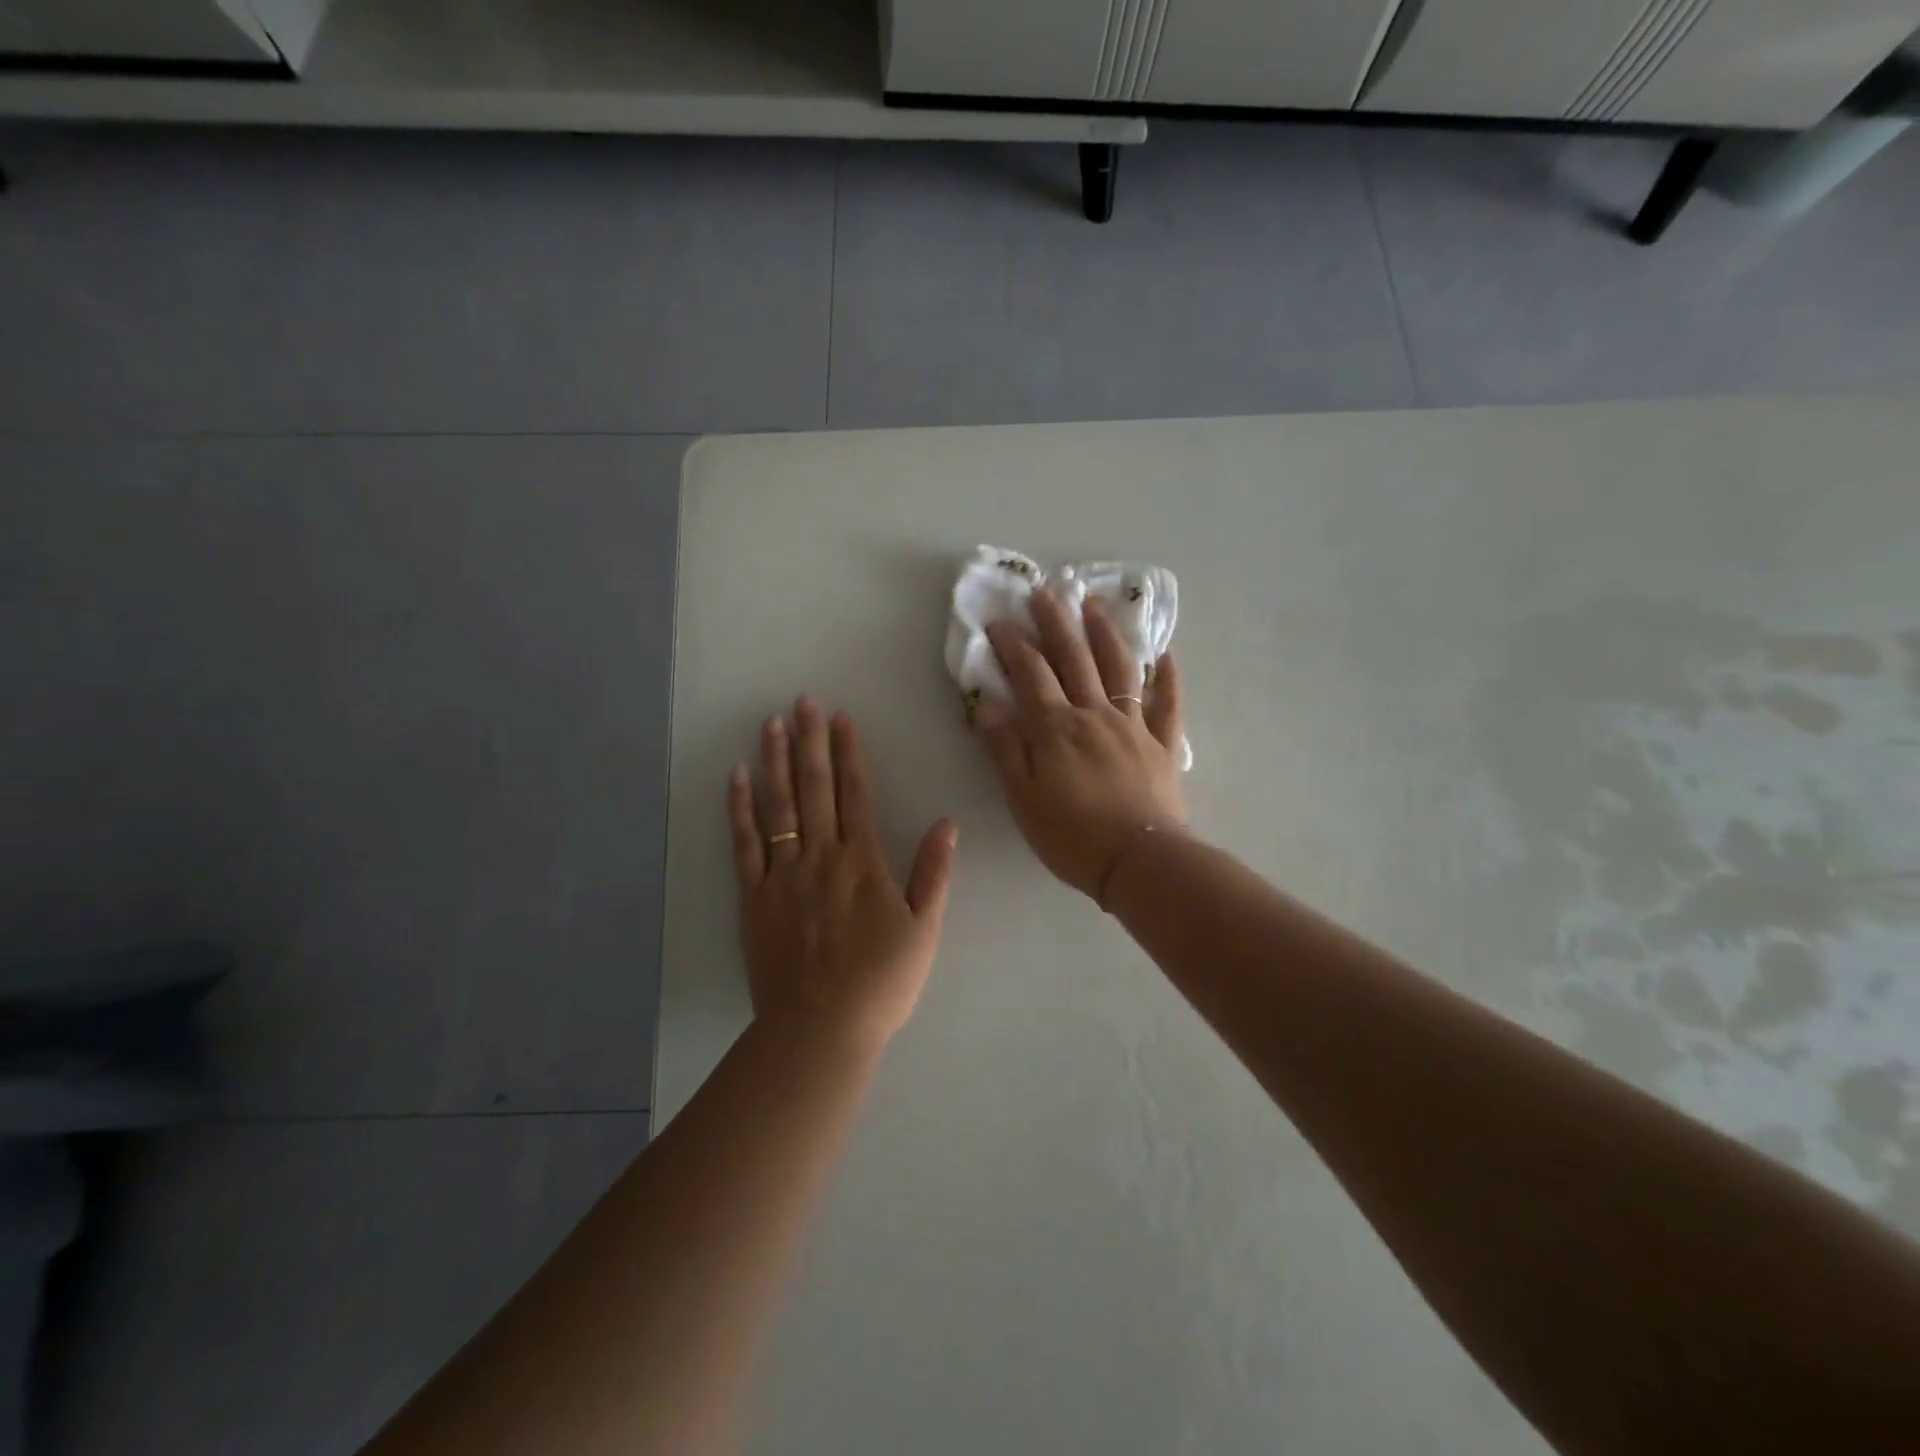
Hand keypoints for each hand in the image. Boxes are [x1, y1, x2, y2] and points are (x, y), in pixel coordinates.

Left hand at [727, 698, 958, 1050]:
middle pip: (815, 788)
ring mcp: (783, 875)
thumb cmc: (881, 982)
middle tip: (802, 702)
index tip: (841, 718)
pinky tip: (737, 778)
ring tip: (771, 724)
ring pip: (779, 806)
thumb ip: (934, 873)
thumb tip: (946, 823)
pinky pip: (745, 844)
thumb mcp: (924, 930)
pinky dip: (741, 809)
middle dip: (809, 742)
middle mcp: (821, 857)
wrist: (821, 1028)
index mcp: (863, 862)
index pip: (855, 794)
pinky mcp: (754, 897)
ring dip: (774, 762)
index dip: (849, 753)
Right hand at [976, 589, 1186, 899]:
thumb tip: (987, 704)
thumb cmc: (1072, 836)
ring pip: (1120, 669)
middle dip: (1057, 622)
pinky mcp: (1163, 745)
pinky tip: (1165, 657)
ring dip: (1106, 634)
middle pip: (1075, 659)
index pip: (1031, 674)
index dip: (1013, 644)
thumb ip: (1005, 749)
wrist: (1139, 862)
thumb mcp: (1023, 798)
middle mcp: (1096, 715)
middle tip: (1045, 592)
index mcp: (1057, 728)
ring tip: (1095, 606)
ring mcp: (1134, 726)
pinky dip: (1168, 679)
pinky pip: (1168, 705)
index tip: (998, 621)